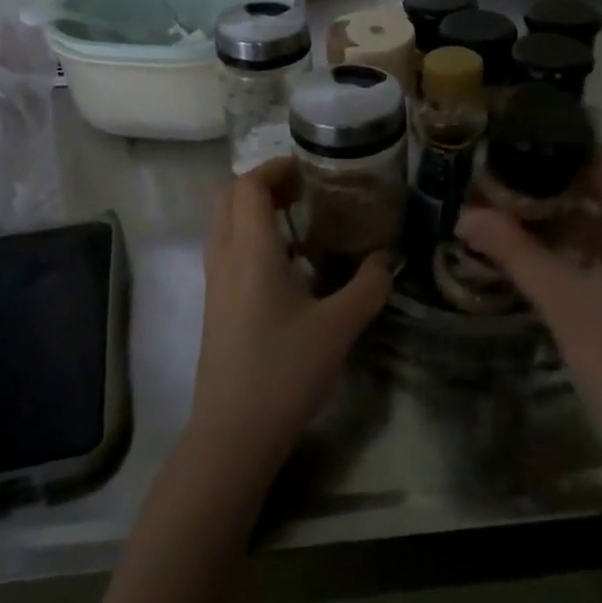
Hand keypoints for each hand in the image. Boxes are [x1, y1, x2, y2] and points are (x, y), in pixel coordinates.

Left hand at [190, 157, 391, 479]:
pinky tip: (290, 267)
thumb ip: (368, 286)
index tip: (310, 169)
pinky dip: (252, 240)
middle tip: (305, 191)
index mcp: (250, 251)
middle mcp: (224, 258)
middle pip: (228, 199)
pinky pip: (228, 253)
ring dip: (255, 212)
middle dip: (263, 185)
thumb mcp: (339, 327)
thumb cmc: (285, 371)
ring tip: (301, 222)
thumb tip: (386, 260)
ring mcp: (215, 284)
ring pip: (225, 226)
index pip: (248, 186)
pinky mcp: (216, 308)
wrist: (233, 434)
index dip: (276, 168)